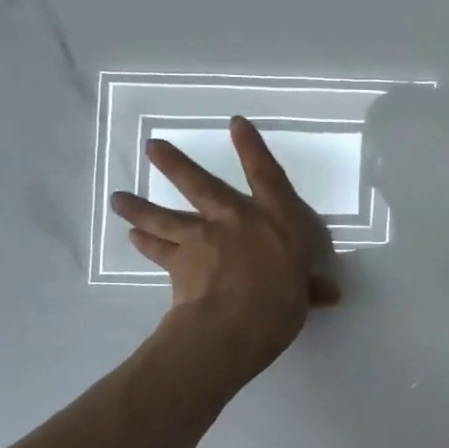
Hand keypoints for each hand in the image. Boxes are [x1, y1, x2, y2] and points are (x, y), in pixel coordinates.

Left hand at [110, 117, 340, 381]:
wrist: (236, 324)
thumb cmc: (282, 301)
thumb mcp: (304, 292)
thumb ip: (310, 287)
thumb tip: (330, 294)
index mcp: (276, 219)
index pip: (266, 174)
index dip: (252, 147)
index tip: (235, 123)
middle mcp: (235, 219)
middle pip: (200, 184)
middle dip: (175, 164)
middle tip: (151, 146)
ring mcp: (202, 239)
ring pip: (165, 217)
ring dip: (139, 207)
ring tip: (118, 198)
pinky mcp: (178, 264)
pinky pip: (157, 250)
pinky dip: (144, 242)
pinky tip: (133, 235)